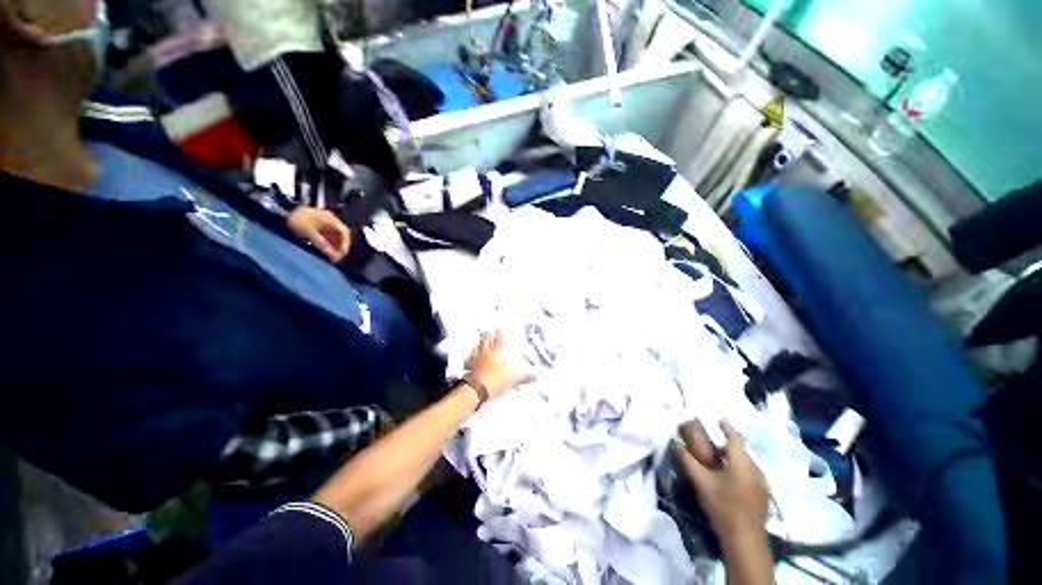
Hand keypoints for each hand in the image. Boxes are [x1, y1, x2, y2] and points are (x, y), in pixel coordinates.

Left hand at [287, 207, 350, 261]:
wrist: (280, 210)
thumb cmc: (296, 221)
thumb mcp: (309, 234)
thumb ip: (323, 245)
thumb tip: (335, 257)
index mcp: (330, 218)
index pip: (344, 232)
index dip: (345, 244)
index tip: (342, 254)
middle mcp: (330, 219)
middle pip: (341, 234)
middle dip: (340, 246)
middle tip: (338, 257)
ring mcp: (324, 221)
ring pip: (335, 235)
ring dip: (335, 245)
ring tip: (331, 255)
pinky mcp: (318, 224)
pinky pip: (328, 235)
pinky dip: (328, 243)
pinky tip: (325, 249)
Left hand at [465, 331, 532, 399]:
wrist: (476, 390)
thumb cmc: (495, 380)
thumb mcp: (513, 378)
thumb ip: (524, 376)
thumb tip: (534, 376)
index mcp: (496, 353)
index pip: (498, 340)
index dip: (499, 334)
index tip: (498, 327)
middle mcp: (485, 354)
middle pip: (485, 341)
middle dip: (487, 335)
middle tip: (487, 329)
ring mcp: (475, 361)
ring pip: (476, 349)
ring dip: (478, 344)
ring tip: (478, 341)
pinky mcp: (468, 369)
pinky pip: (469, 361)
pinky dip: (469, 358)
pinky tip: (469, 358)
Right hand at [675, 420, 769, 541]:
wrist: (745, 538)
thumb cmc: (722, 505)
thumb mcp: (700, 481)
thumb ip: (687, 461)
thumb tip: (675, 444)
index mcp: (741, 462)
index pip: (735, 438)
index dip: (727, 427)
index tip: (719, 419)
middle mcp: (755, 469)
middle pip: (742, 451)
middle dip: (728, 445)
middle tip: (714, 444)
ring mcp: (762, 484)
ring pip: (747, 464)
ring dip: (734, 459)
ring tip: (720, 462)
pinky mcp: (763, 497)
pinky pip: (751, 475)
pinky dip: (740, 471)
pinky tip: (730, 480)